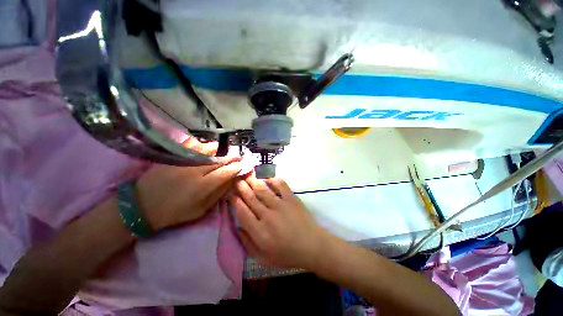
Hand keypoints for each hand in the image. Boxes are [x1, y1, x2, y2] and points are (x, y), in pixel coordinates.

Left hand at [135, 138, 241, 230]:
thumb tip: (232, 182)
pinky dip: (202, 144)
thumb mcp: (200, 210)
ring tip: (225, 149)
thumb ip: (218, 195)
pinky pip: (191, 146)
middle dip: (232, 157)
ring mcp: (184, 161)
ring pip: (207, 150)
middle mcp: (196, 171)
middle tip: (239, 155)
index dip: (237, 167)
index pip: (226, 172)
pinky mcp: (174, 157)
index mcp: (203, 186)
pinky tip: (207, 146)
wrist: (142, 205)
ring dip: (220, 149)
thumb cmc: (174, 212)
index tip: (244, 165)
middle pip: (219, 160)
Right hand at [228, 176, 330, 268]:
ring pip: (263, 190)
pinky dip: (273, 179)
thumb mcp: (263, 258)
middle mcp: (268, 216)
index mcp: (259, 232)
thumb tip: (237, 227)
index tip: (230, 193)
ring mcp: (280, 205)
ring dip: (253, 181)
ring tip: (247, 174)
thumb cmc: (287, 254)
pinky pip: (281, 186)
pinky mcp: (291, 199)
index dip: (235, 201)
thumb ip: (247, 243)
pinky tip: (267, 176)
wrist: (312, 246)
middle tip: (236, 179)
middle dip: (241, 187)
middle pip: (251, 198)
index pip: (242, 212)